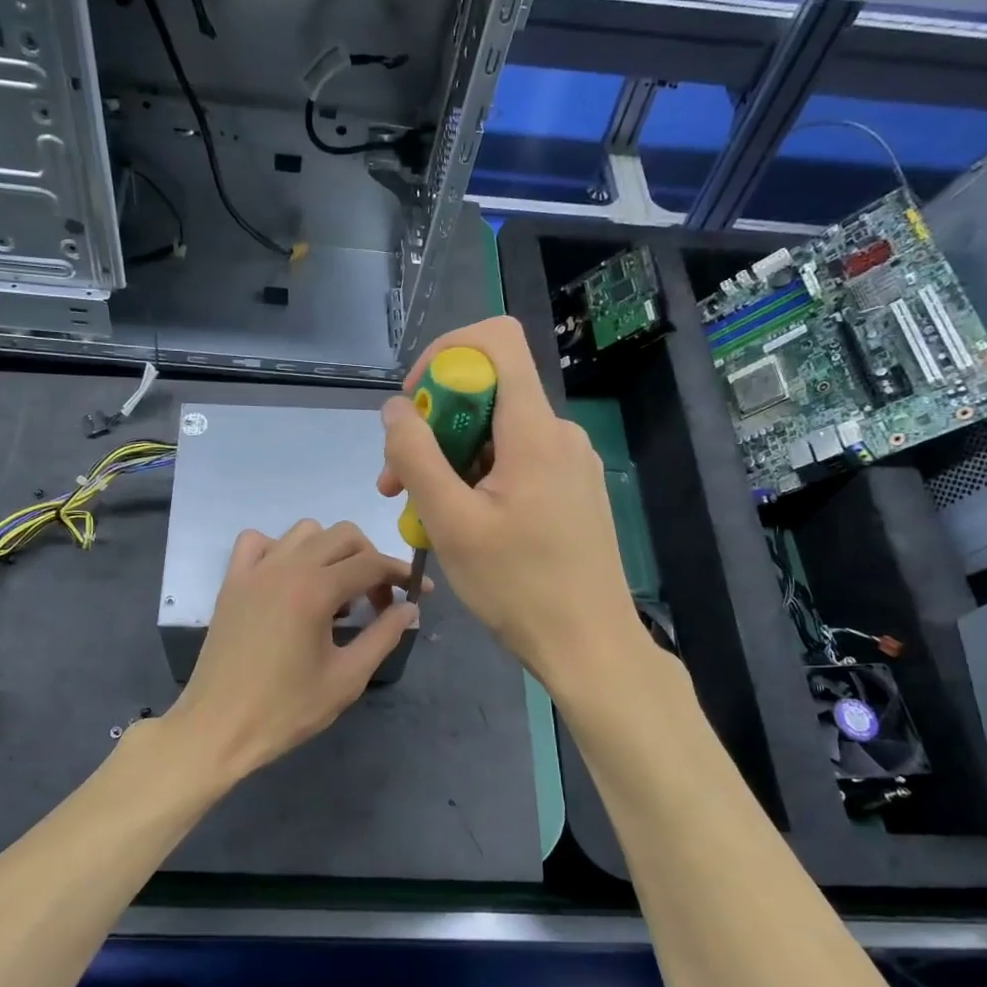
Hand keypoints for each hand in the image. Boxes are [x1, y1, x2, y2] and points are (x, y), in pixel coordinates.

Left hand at [167, 519, 421, 778]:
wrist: (218, 728)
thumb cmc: (285, 710)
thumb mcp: (346, 678)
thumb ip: (383, 636)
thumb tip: (409, 609)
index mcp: (315, 591)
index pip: (372, 563)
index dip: (401, 574)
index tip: (419, 593)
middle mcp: (285, 567)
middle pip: (343, 536)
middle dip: (370, 560)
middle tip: (377, 601)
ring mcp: (254, 570)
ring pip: (305, 532)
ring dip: (330, 551)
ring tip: (334, 591)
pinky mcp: (232, 582)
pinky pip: (259, 541)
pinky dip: (281, 549)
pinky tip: (289, 579)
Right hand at [378, 315, 642, 690]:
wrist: (590, 647)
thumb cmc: (518, 586)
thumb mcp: (451, 522)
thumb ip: (416, 456)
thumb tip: (395, 409)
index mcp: (534, 430)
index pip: (495, 340)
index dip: (445, 354)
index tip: (413, 405)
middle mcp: (559, 433)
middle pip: (487, 394)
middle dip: (432, 428)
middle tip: (395, 483)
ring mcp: (571, 463)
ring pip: (496, 435)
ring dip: (450, 462)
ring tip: (420, 515)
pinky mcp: (572, 491)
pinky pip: (516, 463)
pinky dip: (478, 480)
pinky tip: (462, 527)